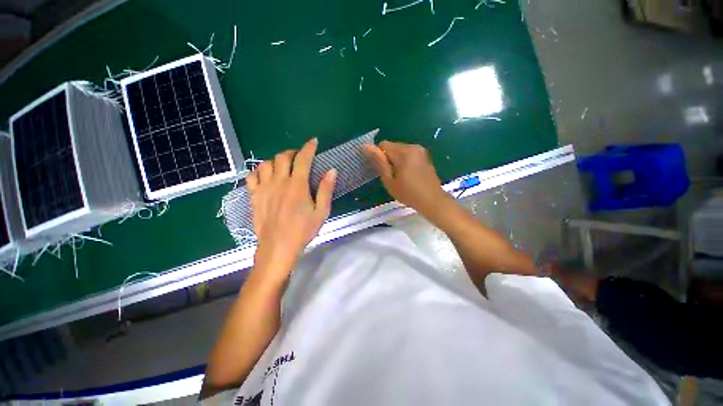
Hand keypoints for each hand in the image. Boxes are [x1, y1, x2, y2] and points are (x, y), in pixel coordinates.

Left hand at [247, 138, 336, 276]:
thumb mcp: (321, 212)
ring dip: (276, 160)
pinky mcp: (254, 196)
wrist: (278, 247)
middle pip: (283, 157)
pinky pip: (252, 176)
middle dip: (293, 152)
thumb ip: (325, 190)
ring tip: (283, 166)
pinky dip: (259, 171)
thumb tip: (332, 170)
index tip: (313, 142)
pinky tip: (266, 176)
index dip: (309, 147)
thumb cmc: (303, 230)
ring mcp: (264, 188)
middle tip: (299, 156)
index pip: (303, 159)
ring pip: (266, 163)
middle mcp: (279, 182)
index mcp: (297, 185)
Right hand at [363, 141, 448, 216]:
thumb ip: (378, 162)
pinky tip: (408, 174)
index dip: (379, 157)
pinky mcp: (424, 154)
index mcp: (404, 152)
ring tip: (401, 176)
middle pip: (392, 146)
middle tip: (392, 176)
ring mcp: (420, 150)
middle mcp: (413, 146)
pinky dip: (404, 160)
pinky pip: (408, 153)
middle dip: (388, 158)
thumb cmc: (408, 193)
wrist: (432, 200)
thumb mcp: (389, 180)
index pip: (383, 145)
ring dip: (396, 160)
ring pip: (399, 149)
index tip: (383, 171)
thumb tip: (365, 146)